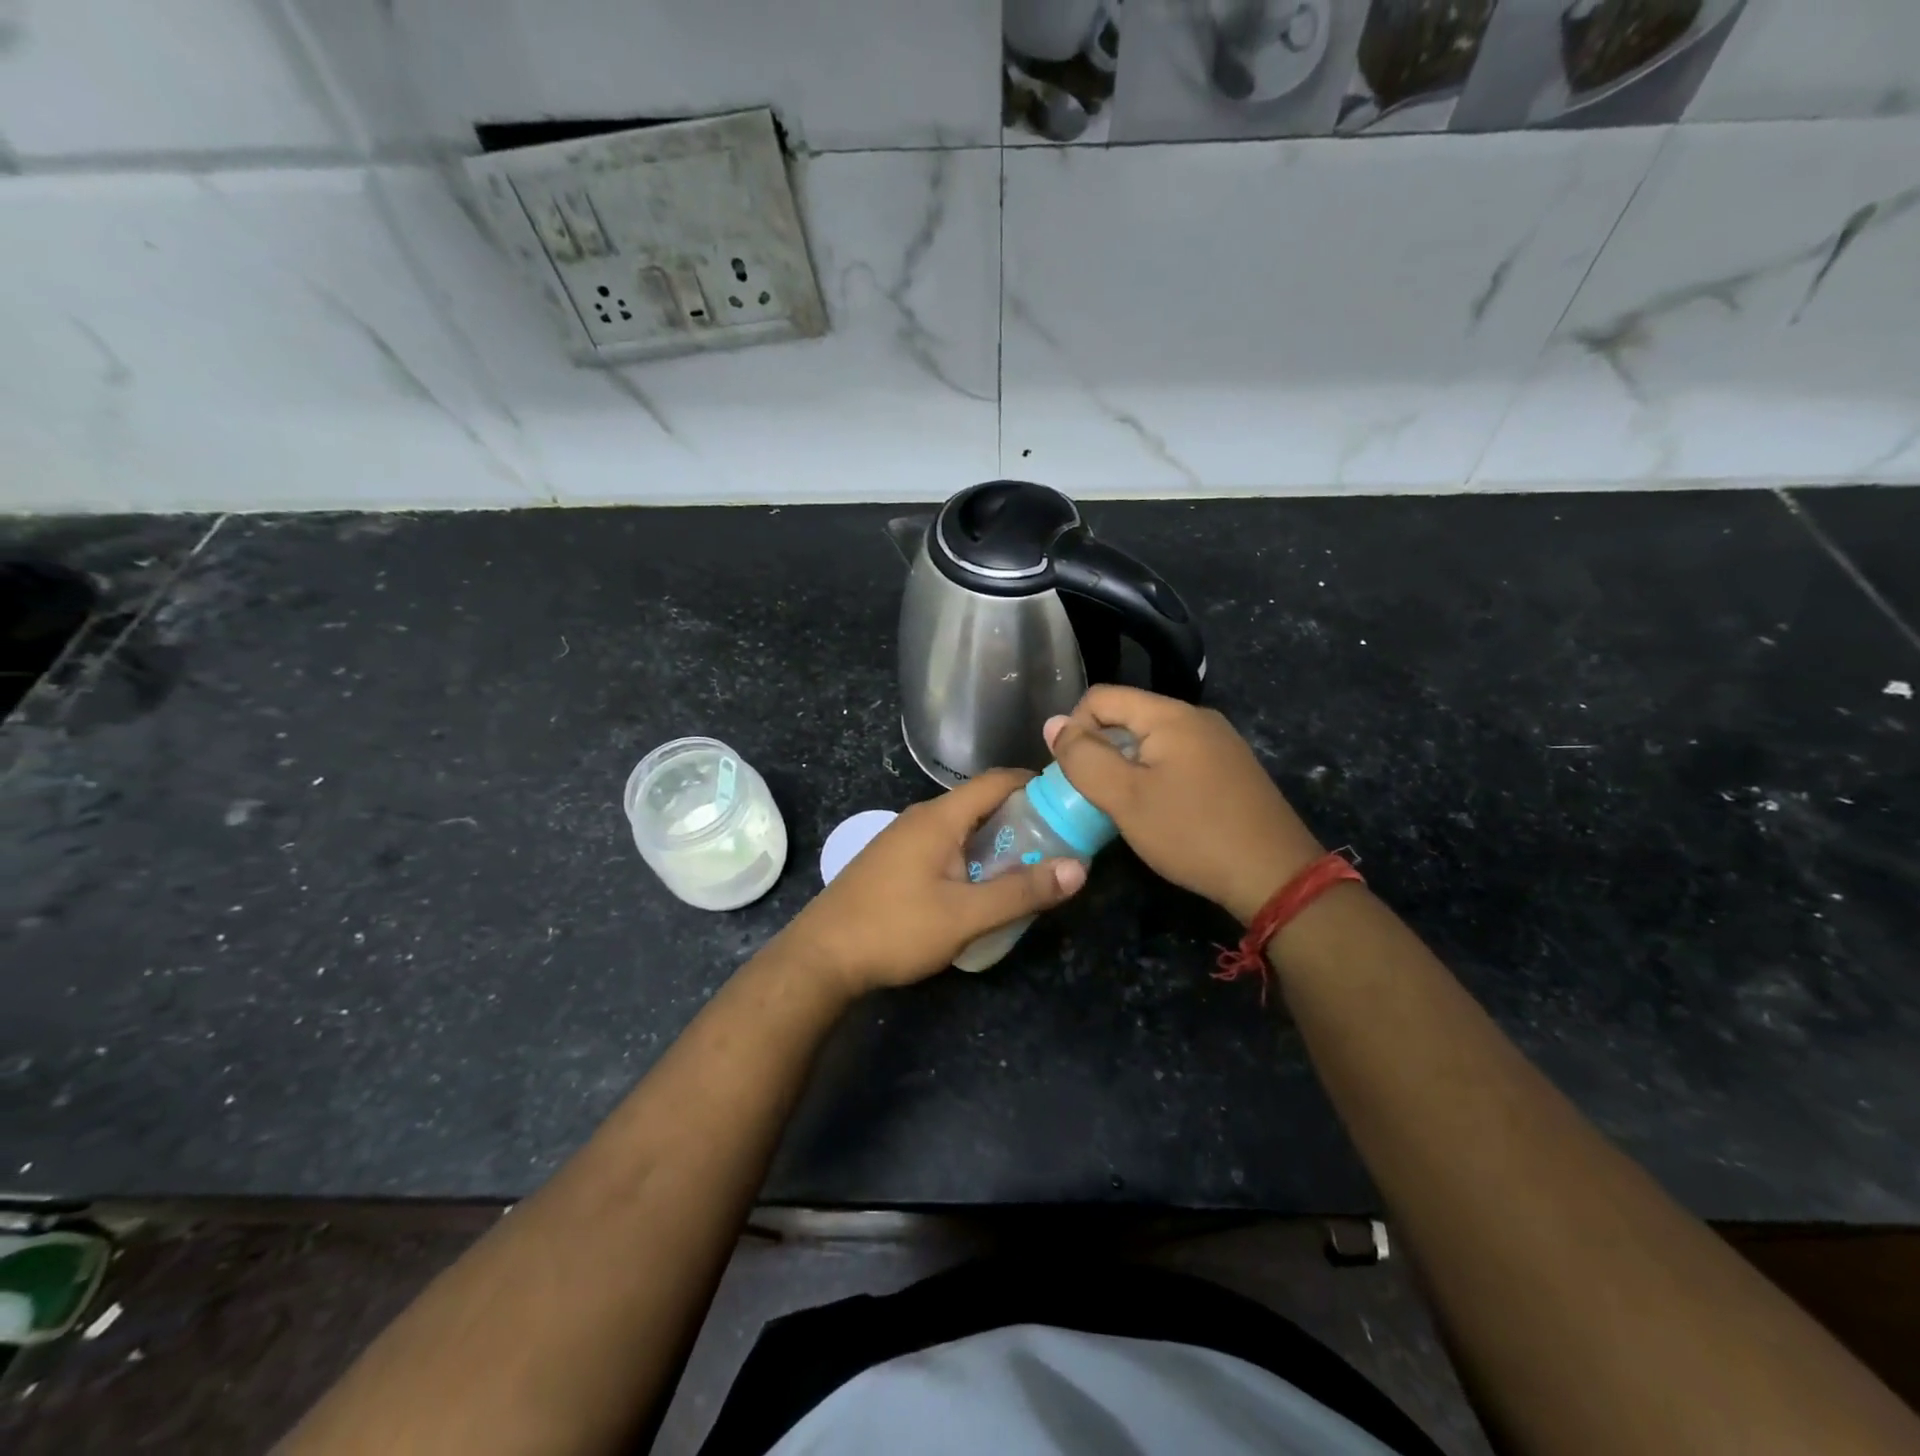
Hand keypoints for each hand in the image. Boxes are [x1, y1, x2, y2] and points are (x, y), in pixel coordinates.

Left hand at [775, 770, 1086, 998]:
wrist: (821, 957)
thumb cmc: (895, 929)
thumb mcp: (965, 916)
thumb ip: (1021, 892)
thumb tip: (1079, 868)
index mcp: (939, 818)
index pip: (997, 780)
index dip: (1036, 784)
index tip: (1070, 802)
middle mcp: (921, 818)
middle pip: (981, 803)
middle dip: (1022, 818)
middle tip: (1059, 843)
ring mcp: (903, 839)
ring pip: (962, 828)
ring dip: (996, 841)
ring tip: (1030, 867)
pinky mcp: (894, 862)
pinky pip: (944, 846)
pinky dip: (972, 856)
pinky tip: (983, 887)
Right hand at [1045, 687, 1322, 925]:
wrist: (1275, 875)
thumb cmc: (1192, 833)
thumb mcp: (1125, 798)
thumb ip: (1084, 758)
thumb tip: (1054, 724)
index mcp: (1171, 714)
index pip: (1101, 697)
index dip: (1075, 728)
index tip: (1074, 773)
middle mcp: (1197, 717)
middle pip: (1127, 716)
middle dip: (1101, 749)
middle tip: (1094, 794)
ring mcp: (1219, 742)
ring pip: (1152, 739)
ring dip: (1126, 765)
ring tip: (1122, 805)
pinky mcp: (1231, 768)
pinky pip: (1177, 757)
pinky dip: (1154, 775)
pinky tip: (1159, 811)